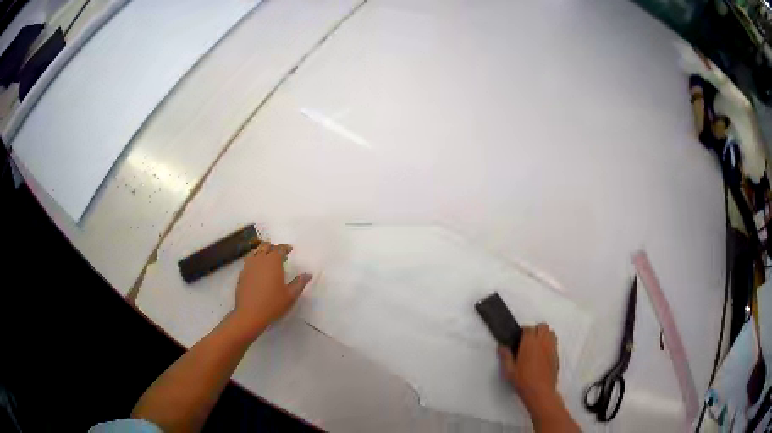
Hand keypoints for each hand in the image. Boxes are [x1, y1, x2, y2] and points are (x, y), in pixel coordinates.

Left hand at [231, 242, 311, 337]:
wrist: (250, 314)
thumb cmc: (273, 304)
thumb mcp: (290, 295)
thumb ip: (299, 283)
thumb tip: (308, 274)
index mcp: (273, 262)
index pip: (280, 249)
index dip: (285, 247)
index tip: (290, 249)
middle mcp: (260, 260)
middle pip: (265, 246)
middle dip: (273, 247)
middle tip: (280, 253)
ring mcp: (249, 266)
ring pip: (255, 251)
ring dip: (262, 251)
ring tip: (267, 258)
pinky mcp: (242, 274)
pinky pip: (248, 260)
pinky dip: (254, 259)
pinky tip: (257, 269)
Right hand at [498, 324, 558, 410]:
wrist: (540, 391)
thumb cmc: (523, 381)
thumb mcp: (509, 371)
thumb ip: (505, 356)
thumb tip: (501, 346)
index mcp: (529, 343)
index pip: (528, 328)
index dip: (523, 331)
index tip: (519, 338)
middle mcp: (542, 342)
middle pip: (542, 326)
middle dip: (536, 330)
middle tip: (528, 340)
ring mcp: (551, 347)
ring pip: (551, 332)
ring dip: (544, 334)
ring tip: (537, 344)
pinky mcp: (557, 354)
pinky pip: (555, 342)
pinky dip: (549, 342)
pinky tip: (543, 353)